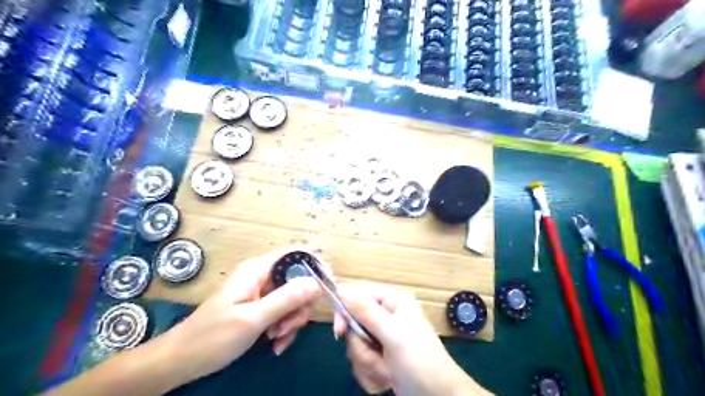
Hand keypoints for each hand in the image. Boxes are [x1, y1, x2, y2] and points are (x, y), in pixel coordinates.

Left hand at [157, 248, 321, 382]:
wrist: (182, 361)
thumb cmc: (212, 337)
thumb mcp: (252, 319)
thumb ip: (286, 299)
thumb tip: (317, 283)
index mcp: (259, 269)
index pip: (296, 254)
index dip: (316, 265)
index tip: (328, 286)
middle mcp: (263, 276)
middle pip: (299, 280)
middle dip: (300, 306)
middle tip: (288, 326)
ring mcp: (263, 293)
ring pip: (294, 300)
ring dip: (292, 321)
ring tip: (275, 339)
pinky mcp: (262, 308)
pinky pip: (285, 313)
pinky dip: (285, 328)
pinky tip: (274, 345)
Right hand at [333, 282, 490, 395]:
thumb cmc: (422, 364)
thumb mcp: (395, 337)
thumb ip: (368, 313)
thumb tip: (342, 289)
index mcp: (393, 302)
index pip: (357, 294)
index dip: (344, 310)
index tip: (340, 331)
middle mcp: (386, 315)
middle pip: (353, 323)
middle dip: (362, 347)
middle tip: (377, 357)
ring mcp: (382, 336)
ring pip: (355, 344)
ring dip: (368, 363)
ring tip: (387, 371)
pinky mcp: (380, 355)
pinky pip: (360, 360)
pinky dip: (370, 373)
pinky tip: (387, 378)